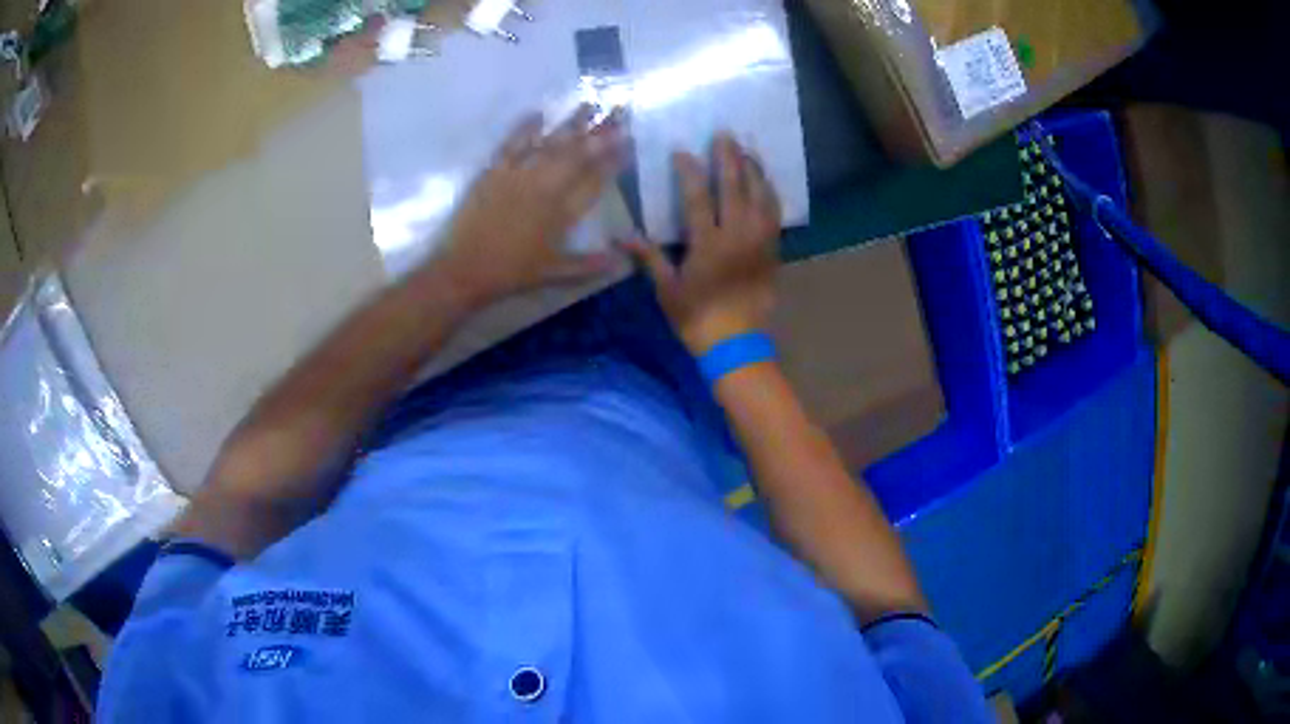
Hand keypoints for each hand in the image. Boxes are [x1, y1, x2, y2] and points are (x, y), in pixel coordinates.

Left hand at [434, 107, 625, 306]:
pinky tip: (538, 113)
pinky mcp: (493, 173)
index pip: (595, 180)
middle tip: (619, 111)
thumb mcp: (555, 274)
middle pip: (578, 155)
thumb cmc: (512, 273)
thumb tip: (623, 260)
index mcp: (562, 213)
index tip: (629, 141)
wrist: (466, 270)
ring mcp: (518, 177)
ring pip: (550, 144)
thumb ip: (590, 265)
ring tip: (590, 105)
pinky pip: (512, 145)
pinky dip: (525, 129)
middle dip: (601, 132)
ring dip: (571, 123)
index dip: (614, 160)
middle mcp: (545, 189)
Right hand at [625, 134, 781, 353]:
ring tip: (749, 149)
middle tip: (725, 134)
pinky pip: (775, 214)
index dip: (689, 171)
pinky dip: (770, 194)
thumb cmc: (697, 317)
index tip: (682, 151)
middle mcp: (736, 234)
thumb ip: (649, 257)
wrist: (737, 343)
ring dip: (754, 170)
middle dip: (728, 158)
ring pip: (760, 196)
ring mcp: (759, 240)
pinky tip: (766, 183)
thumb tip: (621, 237)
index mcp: (706, 242)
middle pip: (733, 187)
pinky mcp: (772, 250)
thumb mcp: (667, 289)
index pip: (696, 196)